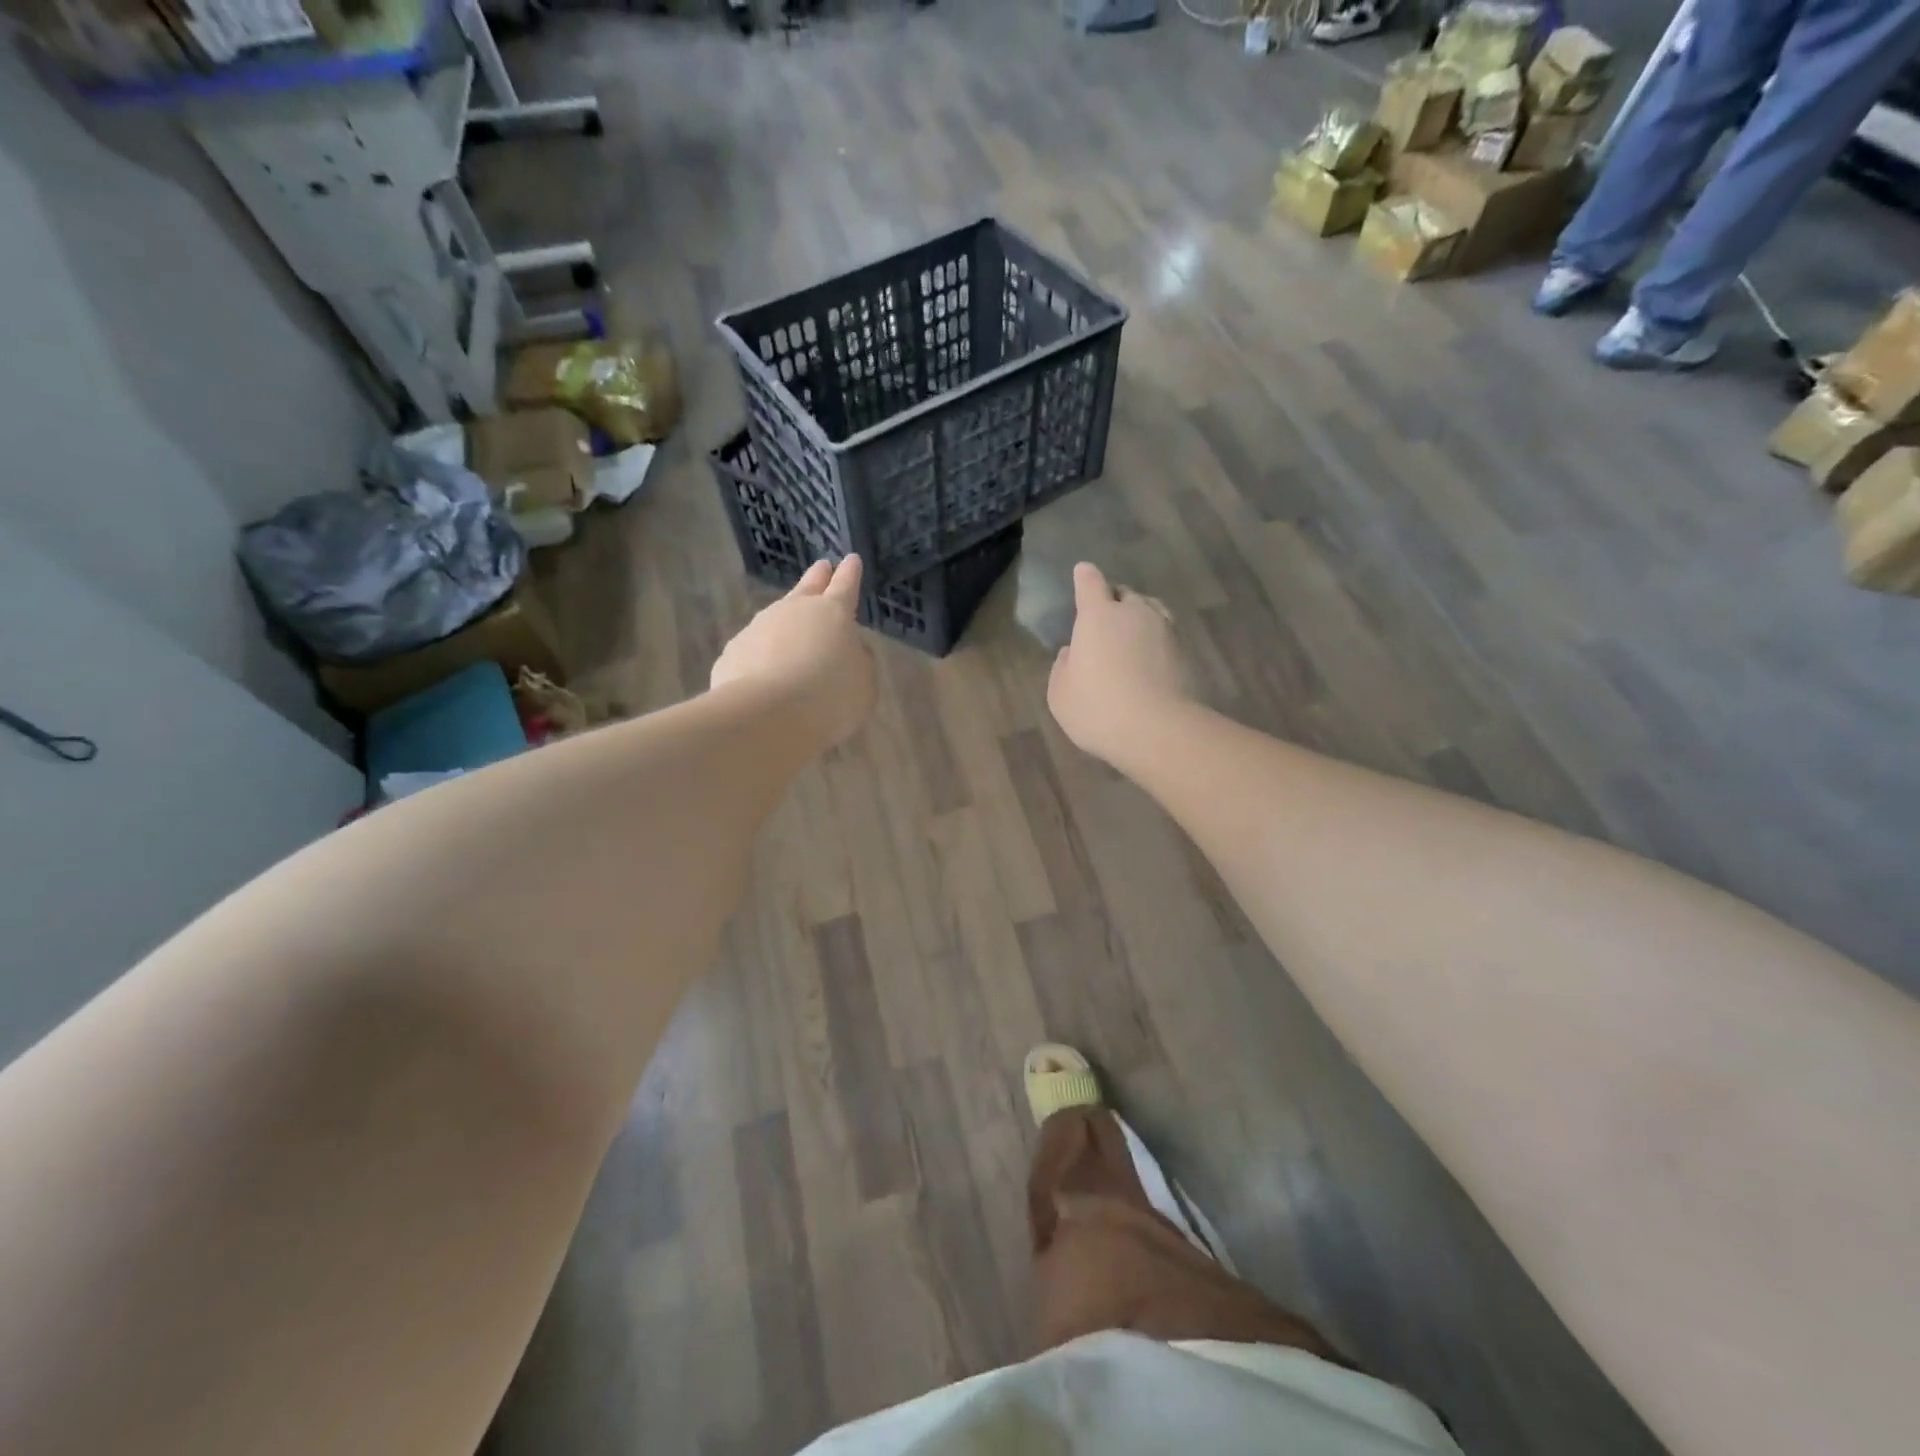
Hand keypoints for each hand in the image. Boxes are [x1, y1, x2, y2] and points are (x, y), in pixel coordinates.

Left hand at [711, 557, 875, 750]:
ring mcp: (759, 627)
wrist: (767, 714)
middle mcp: (794, 610)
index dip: (850, 573)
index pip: (846, 585)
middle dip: (818, 577)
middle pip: (808, 587)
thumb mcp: (863, 683)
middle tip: (822, 566)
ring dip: (787, 620)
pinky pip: (755, 649)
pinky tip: (765, 674)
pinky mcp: (733, 652)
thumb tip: (849, 650)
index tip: (851, 559)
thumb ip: (858, 661)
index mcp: (833, 613)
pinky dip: (762, 656)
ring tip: (793, 636)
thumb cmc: (830, 696)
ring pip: (777, 616)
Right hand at [1047, 561, 1194, 766]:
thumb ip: (1063, 667)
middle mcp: (1133, 613)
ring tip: (1131, 635)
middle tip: (1105, 619)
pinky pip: (1166, 634)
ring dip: (1138, 617)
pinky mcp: (1185, 652)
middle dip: (1113, 600)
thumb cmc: (1097, 708)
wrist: (1158, 730)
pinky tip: (1149, 658)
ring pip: (1150, 610)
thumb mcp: (1061, 693)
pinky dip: (1155, 640)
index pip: (1090, 583)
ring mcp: (1164, 629)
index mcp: (1097, 616)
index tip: (1083, 572)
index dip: (1085, 577)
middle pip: (1124, 594)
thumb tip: (1073, 652)